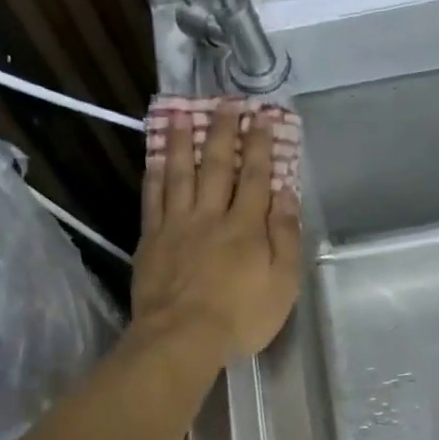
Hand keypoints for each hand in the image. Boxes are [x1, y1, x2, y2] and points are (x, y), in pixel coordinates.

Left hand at [131, 105, 302, 361]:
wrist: (182, 336)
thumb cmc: (241, 317)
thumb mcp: (282, 283)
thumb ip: (285, 237)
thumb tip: (286, 195)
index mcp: (246, 227)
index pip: (255, 177)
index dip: (259, 146)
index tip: (262, 117)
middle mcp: (211, 216)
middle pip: (216, 166)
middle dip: (222, 132)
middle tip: (225, 103)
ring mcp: (177, 225)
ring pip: (180, 174)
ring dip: (183, 142)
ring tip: (183, 114)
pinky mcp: (152, 240)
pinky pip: (153, 198)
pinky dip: (155, 174)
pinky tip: (156, 158)